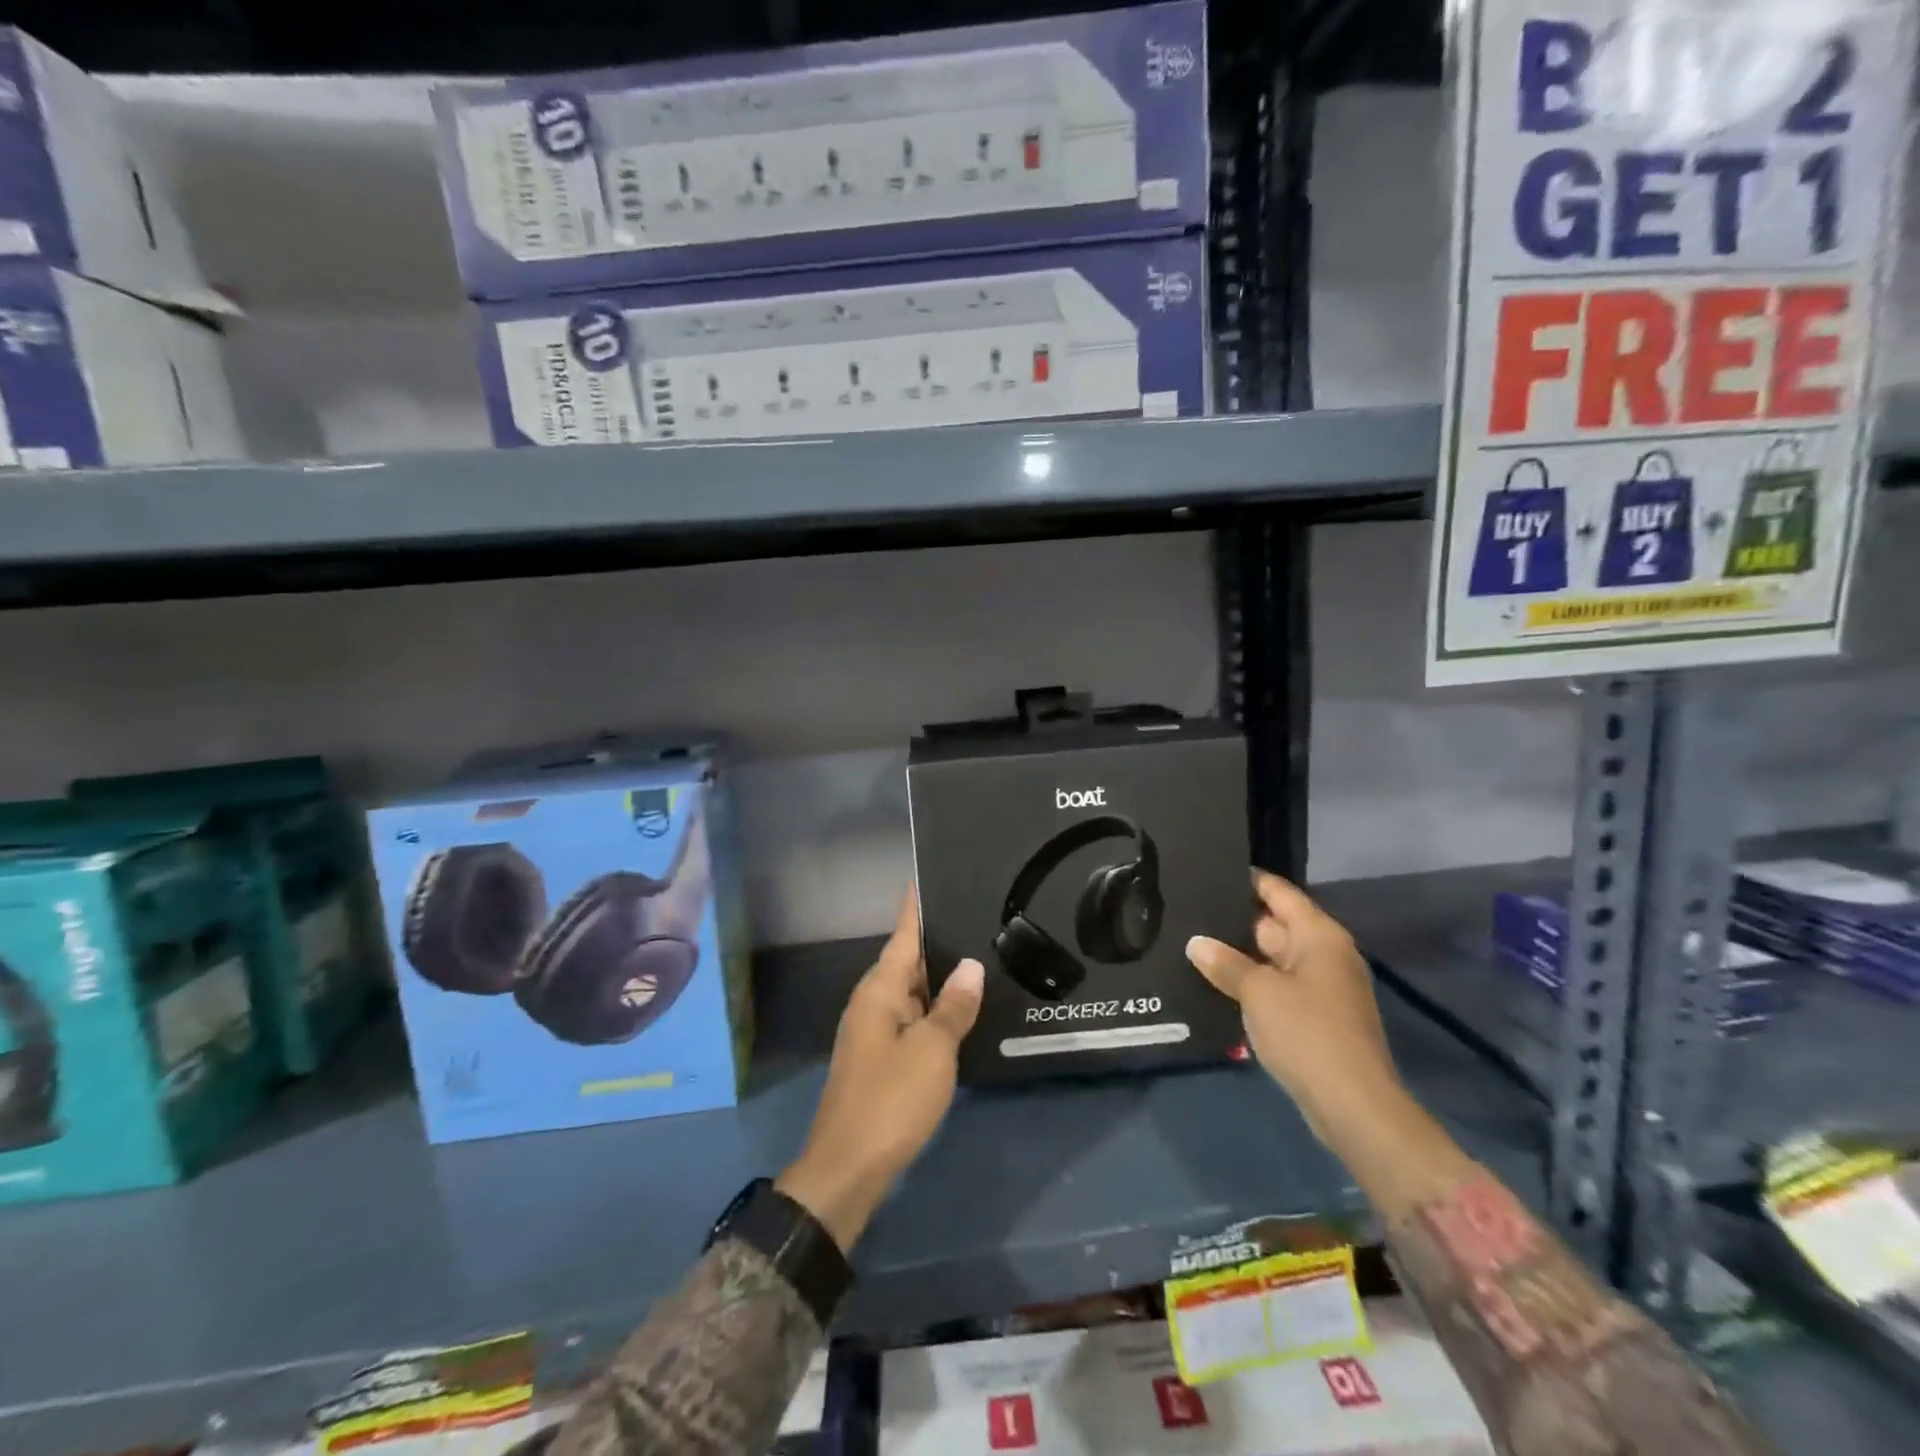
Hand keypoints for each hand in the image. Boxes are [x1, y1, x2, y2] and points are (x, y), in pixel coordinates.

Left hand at [777, 890, 984, 1251]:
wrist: (848, 1168)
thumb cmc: (890, 1100)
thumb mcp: (932, 1050)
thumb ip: (953, 1006)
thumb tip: (971, 965)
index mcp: (880, 990)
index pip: (903, 933)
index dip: (918, 905)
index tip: (934, 875)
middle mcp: (873, 1002)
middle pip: (908, 959)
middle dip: (939, 940)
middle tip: (979, 916)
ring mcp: (875, 1031)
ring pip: (912, 991)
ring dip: (940, 978)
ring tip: (981, 955)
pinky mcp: (882, 1058)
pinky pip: (912, 1019)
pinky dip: (935, 1009)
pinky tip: (962, 1010)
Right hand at [1185, 871, 1404, 1144]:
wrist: (1353, 1106)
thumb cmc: (1308, 1034)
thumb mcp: (1258, 992)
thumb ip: (1225, 963)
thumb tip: (1197, 943)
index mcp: (1319, 936)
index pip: (1278, 892)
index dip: (1246, 880)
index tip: (1208, 871)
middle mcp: (1324, 954)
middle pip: (1274, 924)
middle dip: (1234, 920)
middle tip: (1188, 909)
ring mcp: (1322, 987)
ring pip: (1272, 958)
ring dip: (1239, 956)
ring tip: (1191, 942)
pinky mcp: (1315, 1017)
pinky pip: (1277, 986)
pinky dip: (1251, 983)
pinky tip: (1215, 982)